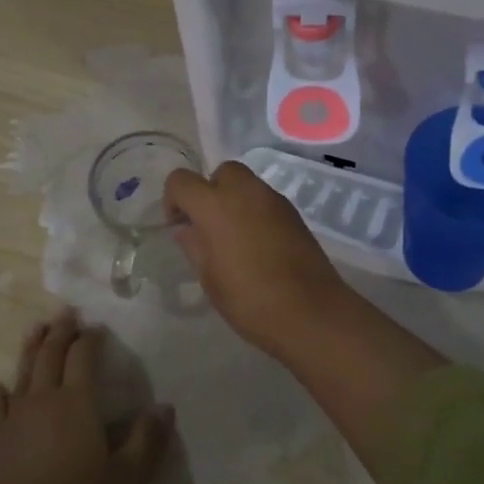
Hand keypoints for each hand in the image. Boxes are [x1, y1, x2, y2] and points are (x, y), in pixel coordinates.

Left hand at [0, 309, 173, 483]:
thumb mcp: (128, 475)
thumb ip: (148, 438)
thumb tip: (165, 407)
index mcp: (78, 401)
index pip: (83, 356)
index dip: (91, 338)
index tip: (98, 328)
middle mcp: (45, 399)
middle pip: (50, 354)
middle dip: (60, 331)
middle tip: (66, 312)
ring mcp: (16, 418)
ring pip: (23, 372)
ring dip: (31, 347)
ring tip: (36, 328)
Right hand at [163, 161, 353, 358]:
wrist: (310, 311)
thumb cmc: (249, 299)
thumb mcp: (209, 277)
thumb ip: (194, 245)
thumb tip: (186, 228)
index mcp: (215, 205)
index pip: (181, 180)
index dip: (174, 199)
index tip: (179, 226)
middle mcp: (245, 191)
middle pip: (221, 172)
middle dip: (210, 191)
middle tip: (209, 226)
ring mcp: (274, 199)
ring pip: (247, 184)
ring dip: (234, 200)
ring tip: (234, 238)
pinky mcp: (294, 213)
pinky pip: (266, 200)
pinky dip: (256, 211)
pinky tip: (259, 244)